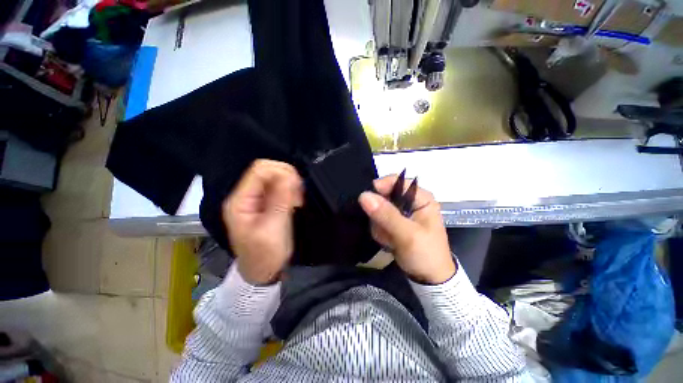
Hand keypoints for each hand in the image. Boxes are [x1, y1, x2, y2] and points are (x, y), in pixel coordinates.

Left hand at [222, 160, 303, 284]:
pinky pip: (281, 187)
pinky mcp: (267, 202)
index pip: (260, 169)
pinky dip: (291, 191)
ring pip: (277, 177)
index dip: (281, 173)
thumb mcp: (273, 229)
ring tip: (297, 202)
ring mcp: (257, 199)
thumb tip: (290, 177)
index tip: (296, 188)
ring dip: (291, 185)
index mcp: (241, 201)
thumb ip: (280, 201)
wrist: (263, 271)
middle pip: (269, 170)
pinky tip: (295, 202)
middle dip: (288, 179)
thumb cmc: (264, 255)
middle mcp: (247, 195)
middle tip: (298, 197)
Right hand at [358, 176, 455, 283]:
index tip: (367, 201)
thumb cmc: (425, 254)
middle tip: (384, 230)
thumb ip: (386, 214)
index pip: (396, 181)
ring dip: (379, 226)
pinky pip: (377, 221)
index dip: (380, 187)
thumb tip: (364, 195)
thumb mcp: (407, 234)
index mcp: (421, 198)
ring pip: (378, 210)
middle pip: (384, 196)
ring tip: (390, 239)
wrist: (428, 279)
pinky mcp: (393, 223)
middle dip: (380, 215)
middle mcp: (410, 201)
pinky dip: (380, 232)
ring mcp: (400, 213)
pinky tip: (389, 242)